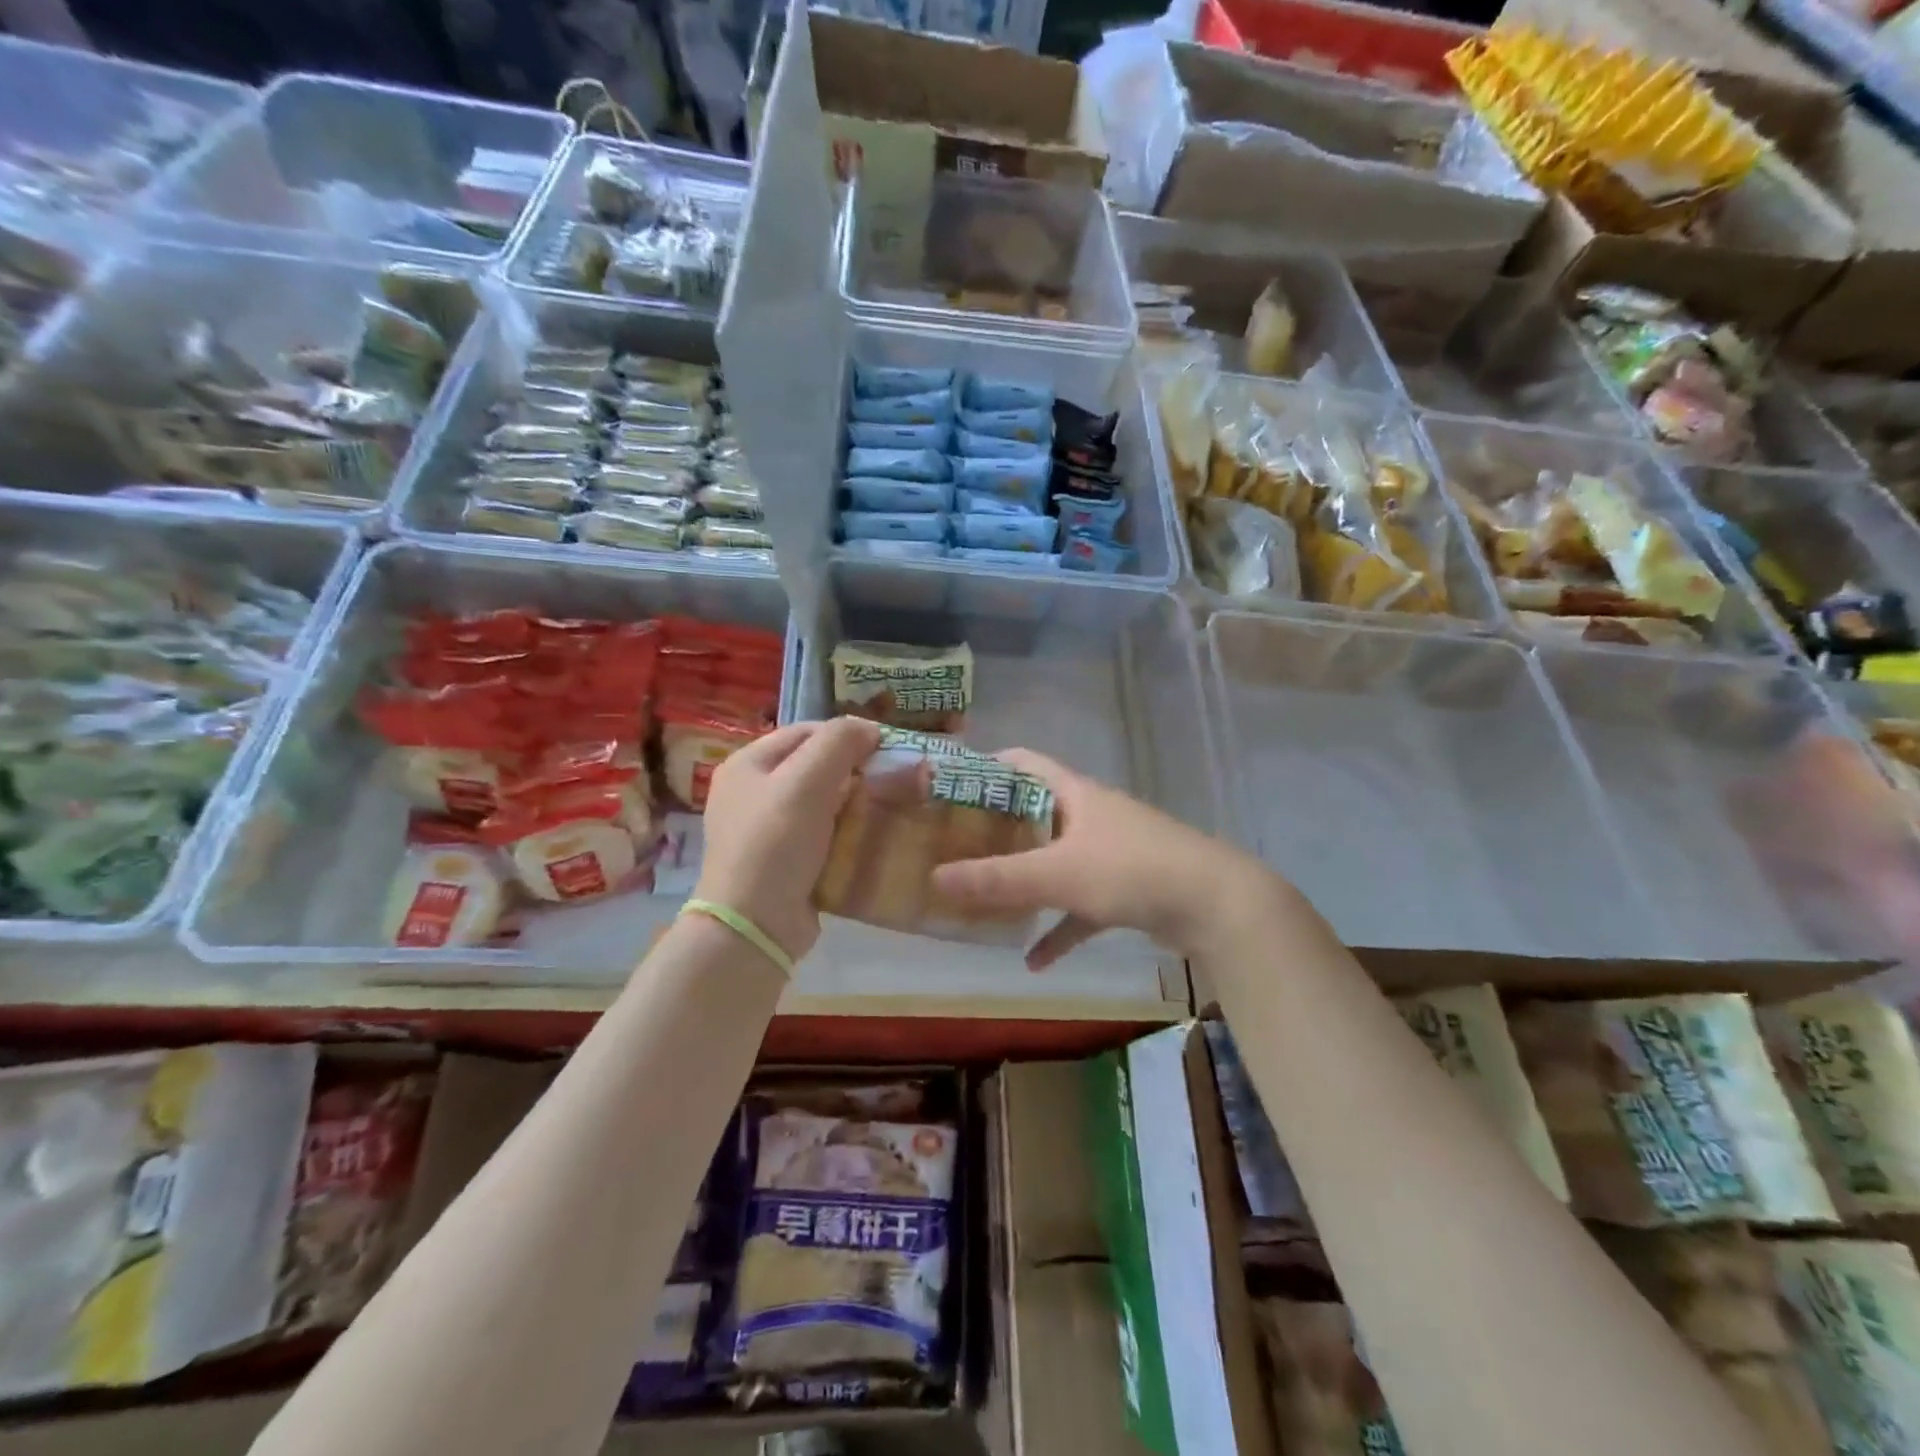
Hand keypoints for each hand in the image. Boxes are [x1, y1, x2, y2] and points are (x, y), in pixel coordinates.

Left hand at [694, 717, 881, 966]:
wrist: (755, 926)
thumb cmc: (775, 844)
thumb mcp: (806, 783)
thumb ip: (838, 743)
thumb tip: (869, 728)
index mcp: (748, 764)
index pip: (807, 731)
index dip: (848, 735)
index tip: (887, 749)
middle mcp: (753, 791)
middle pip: (815, 766)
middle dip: (856, 770)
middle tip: (894, 779)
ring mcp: (767, 829)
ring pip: (823, 801)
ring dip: (856, 801)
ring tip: (891, 806)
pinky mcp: (785, 861)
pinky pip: (823, 833)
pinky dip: (848, 831)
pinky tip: (872, 836)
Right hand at [928, 749, 1284, 969]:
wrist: (1217, 905)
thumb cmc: (1131, 870)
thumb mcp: (1057, 874)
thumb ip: (997, 879)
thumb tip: (934, 879)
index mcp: (1075, 794)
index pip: (1023, 763)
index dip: (986, 767)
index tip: (949, 787)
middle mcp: (1091, 815)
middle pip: (1035, 814)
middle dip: (998, 831)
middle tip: (956, 848)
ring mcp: (1111, 853)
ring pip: (1057, 862)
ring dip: (1026, 882)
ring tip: (985, 901)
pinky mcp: (1128, 890)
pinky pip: (1081, 906)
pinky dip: (1059, 929)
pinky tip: (1034, 961)